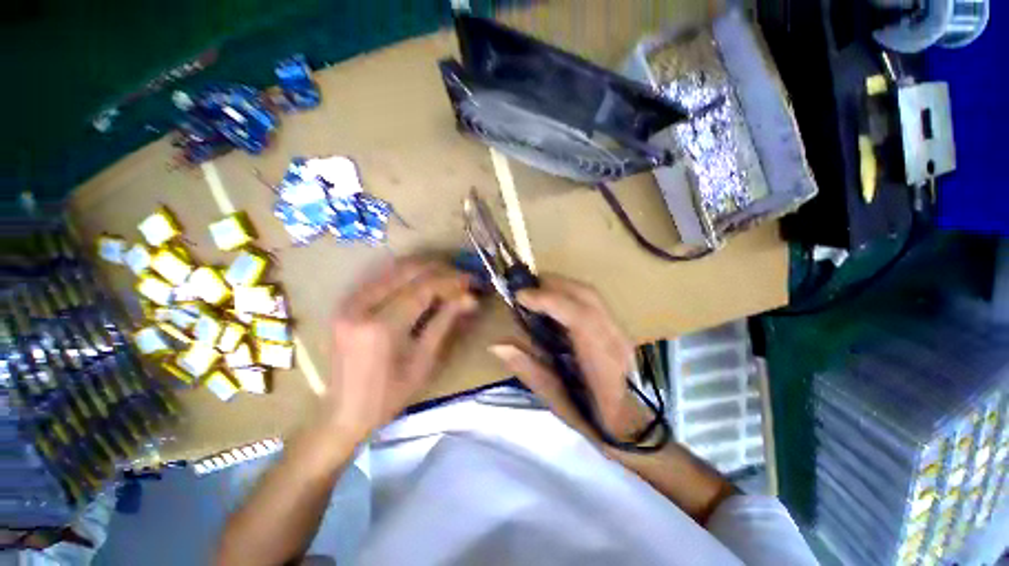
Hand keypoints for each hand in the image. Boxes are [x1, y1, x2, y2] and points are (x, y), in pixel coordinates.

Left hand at [322, 259, 477, 441]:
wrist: (345, 412)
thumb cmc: (391, 394)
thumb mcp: (424, 360)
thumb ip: (445, 321)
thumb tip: (469, 298)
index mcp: (382, 326)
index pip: (423, 288)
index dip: (451, 281)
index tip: (471, 281)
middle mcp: (361, 306)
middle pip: (408, 271)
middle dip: (439, 270)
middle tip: (461, 278)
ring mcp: (349, 302)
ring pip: (394, 269)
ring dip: (424, 270)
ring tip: (447, 278)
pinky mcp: (347, 304)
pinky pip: (382, 278)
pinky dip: (407, 276)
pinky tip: (423, 283)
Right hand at [489, 276, 649, 442]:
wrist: (638, 427)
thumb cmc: (597, 422)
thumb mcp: (558, 401)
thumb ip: (528, 369)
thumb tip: (498, 344)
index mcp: (603, 361)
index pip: (580, 317)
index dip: (549, 300)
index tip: (520, 296)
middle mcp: (616, 338)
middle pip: (586, 295)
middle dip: (552, 284)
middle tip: (523, 290)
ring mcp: (620, 330)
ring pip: (590, 294)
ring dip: (560, 286)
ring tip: (535, 293)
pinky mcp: (618, 328)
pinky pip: (591, 301)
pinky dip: (569, 294)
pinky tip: (554, 303)